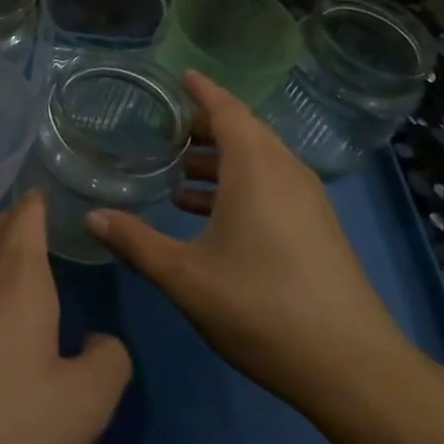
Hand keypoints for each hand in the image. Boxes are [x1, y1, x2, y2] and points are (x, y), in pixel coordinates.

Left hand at [0, 192, 130, 443]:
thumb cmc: (4, 429)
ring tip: (11, 282)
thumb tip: (99, 342)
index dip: (34, 204)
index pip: (24, 223)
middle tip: (25, 221)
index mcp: (17, 286)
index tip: (39, 192)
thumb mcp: (84, 406)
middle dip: (8, 222)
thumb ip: (108, 364)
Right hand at [84, 71, 421, 417]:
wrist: (351, 366)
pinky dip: (239, 186)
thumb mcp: (185, 276)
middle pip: (245, 132)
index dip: (202, 91)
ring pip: (259, 162)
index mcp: (256, 169)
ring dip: (221, 161)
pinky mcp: (317, 228)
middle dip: (206, 127)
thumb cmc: (260, 308)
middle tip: (166, 130)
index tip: (179, 77)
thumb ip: (136, 243)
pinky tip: (209, 217)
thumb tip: (92, 217)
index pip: (227, 110)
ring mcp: (308, 201)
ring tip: (179, 175)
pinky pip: (272, 186)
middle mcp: (286, 173)